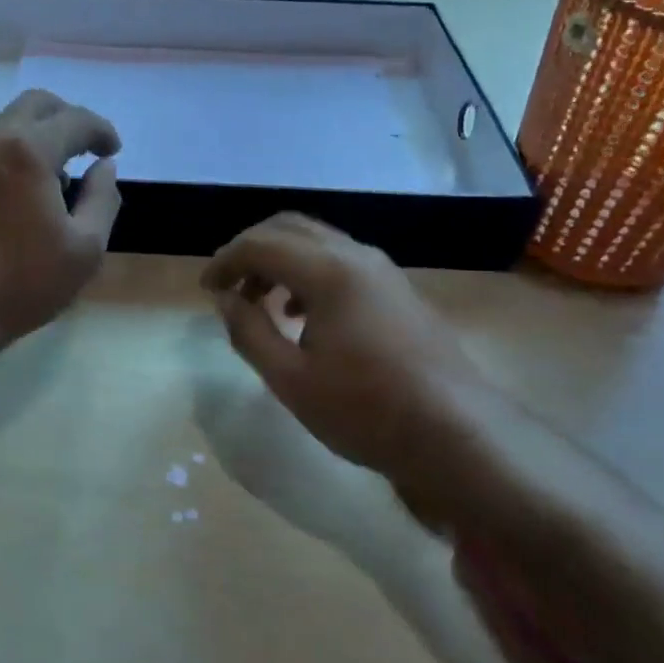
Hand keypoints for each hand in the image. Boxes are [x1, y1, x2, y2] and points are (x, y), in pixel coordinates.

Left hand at [0, 90, 120, 346]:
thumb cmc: (21, 283)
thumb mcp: (85, 249)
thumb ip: (103, 198)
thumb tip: (105, 167)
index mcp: (28, 151)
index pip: (75, 120)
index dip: (101, 130)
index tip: (112, 149)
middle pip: (34, 105)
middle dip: (66, 118)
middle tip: (84, 147)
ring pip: (4, 127)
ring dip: (35, 137)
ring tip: (53, 178)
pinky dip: (8, 159)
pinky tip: (15, 198)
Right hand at [203, 213, 642, 662]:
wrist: (458, 434)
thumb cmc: (366, 410)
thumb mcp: (291, 379)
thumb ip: (249, 331)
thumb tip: (226, 300)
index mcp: (327, 270)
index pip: (261, 244)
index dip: (225, 260)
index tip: (206, 289)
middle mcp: (356, 256)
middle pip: (290, 228)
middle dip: (252, 250)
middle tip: (229, 285)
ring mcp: (383, 271)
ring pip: (319, 242)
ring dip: (282, 261)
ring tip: (261, 302)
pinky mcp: (399, 290)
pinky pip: (342, 261)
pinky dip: (310, 273)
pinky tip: (304, 315)